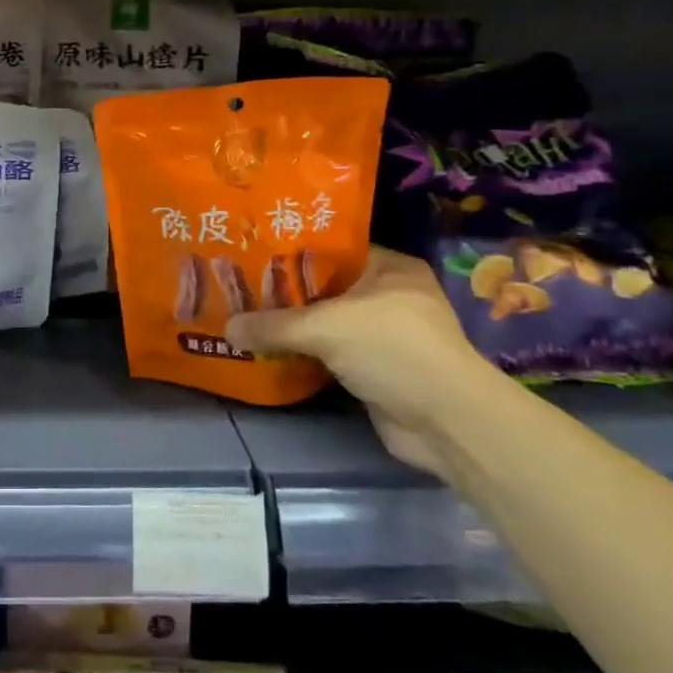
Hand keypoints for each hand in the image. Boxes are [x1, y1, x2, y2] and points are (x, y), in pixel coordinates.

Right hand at [224, 247, 504, 476]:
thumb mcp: (325, 327)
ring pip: (325, 322)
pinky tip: (267, 349)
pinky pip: (328, 353)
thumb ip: (273, 325)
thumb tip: (226, 328)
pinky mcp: (375, 369)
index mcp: (390, 267)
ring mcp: (383, 335)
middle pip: (324, 287)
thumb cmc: (393, 350)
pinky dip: (303, 353)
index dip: (291, 250)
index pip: (331, 248)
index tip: (251, 252)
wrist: (446, 424)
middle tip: (239, 285)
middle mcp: (388, 295)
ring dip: (291, 326)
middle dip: (284, 291)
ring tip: (244, 314)